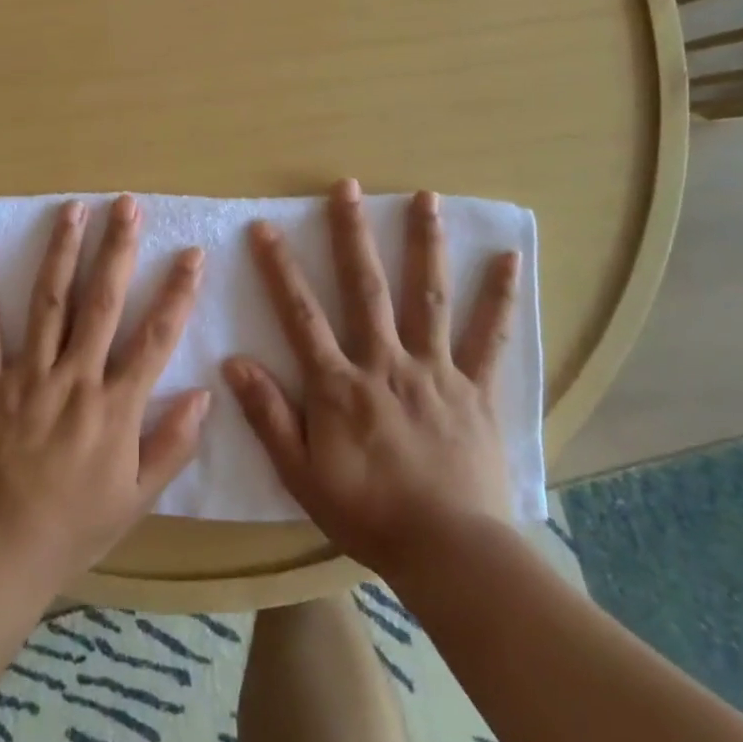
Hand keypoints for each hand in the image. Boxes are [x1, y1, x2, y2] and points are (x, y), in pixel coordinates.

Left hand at [0, 195, 210, 590]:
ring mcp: (27, 376)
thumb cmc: (75, 526)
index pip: (155, 337)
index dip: (177, 293)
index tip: (192, 253)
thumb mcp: (137, 498)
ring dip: (61, 252)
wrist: (0, 552)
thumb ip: (173, 445)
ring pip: (49, 302)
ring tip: (73, 209)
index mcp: (115, 407)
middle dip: (117, 249)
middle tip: (127, 205)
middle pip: (101, 302)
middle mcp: (75, 378)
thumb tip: (203, 393)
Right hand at [224, 179, 520, 577]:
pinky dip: (499, 297)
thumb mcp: (301, 474)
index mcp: (339, 383)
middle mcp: (385, 362)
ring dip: (425, 244)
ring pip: (428, 296)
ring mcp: (435, 370)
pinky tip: (508, 259)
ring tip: (426, 197)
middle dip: (352, 234)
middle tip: (347, 186)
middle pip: (366, 287)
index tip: (265, 227)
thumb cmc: (369, 514)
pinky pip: (489, 337)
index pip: (300, 314)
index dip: (279, 268)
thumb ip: (268, 416)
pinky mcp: (476, 389)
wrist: (451, 555)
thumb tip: (234, 362)